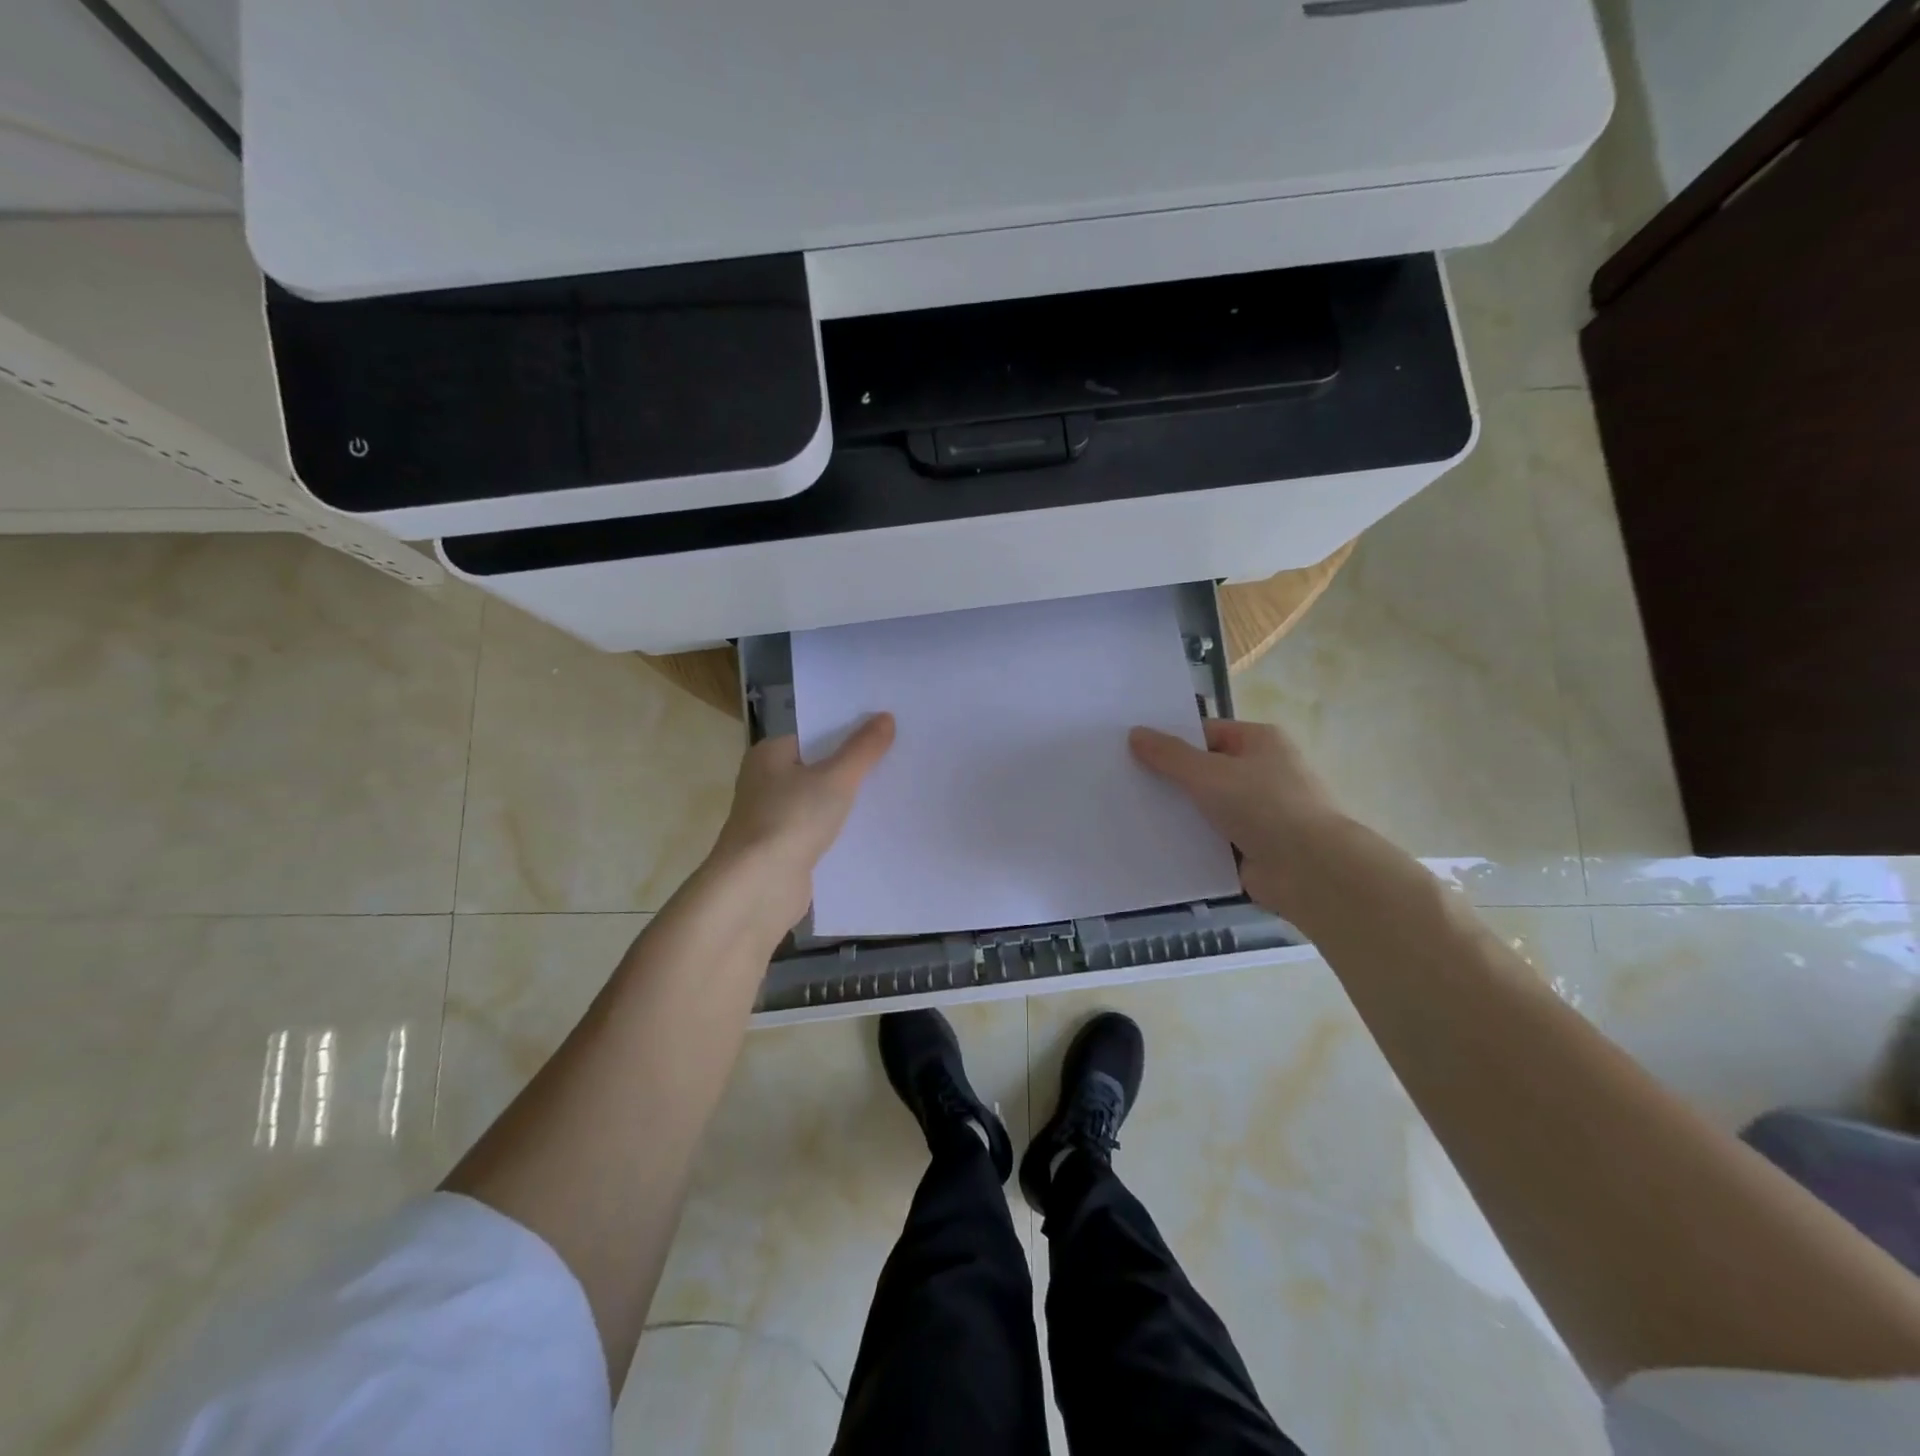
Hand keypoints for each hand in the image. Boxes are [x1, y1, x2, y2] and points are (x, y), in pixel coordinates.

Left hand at [706, 714, 895, 934]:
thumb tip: (886, 717)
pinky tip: (873, 831)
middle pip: (818, 768)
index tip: (884, 733)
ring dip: (849, 803)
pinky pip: (820, 832)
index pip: (814, 736)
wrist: (758, 887)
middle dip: (853, 769)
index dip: (848, 733)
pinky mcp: (784, 851)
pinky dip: (841, 832)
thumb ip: (863, 749)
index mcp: (769, 755)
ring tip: (893, 793)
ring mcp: (773, 819)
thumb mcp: (836, 778)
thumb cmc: (792, 819)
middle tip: (897, 761)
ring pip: (820, 802)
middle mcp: (765, 783)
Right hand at [1129, 718, 1347, 920]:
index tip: (1132, 751)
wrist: (1309, 870)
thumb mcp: (1208, 773)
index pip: (1205, 733)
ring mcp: (1259, 810)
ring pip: (1206, 805)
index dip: (1170, 741)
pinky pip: (1212, 836)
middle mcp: (1262, 771)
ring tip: (1131, 812)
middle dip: (1170, 778)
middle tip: (1125, 782)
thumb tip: (1135, 733)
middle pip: (1204, 769)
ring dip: (1178, 811)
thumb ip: (1168, 755)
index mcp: (1259, 741)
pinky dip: (1190, 839)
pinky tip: (1155, 842)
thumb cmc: (1262, 806)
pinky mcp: (1253, 845)